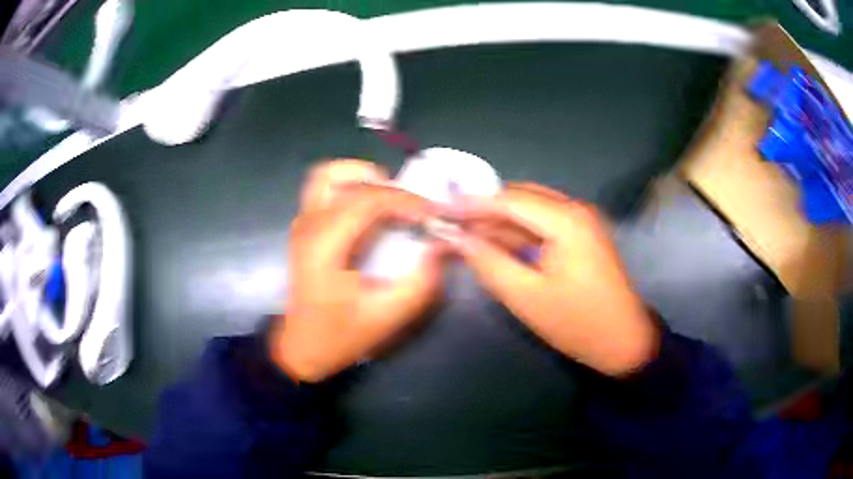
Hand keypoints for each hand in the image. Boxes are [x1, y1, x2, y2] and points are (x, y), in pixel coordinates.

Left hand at [270, 160, 444, 382]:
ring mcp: (302, 224)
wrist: (302, 348)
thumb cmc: (340, 335)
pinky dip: (351, 188)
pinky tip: (371, 211)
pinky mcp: (304, 229)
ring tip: (388, 200)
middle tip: (408, 204)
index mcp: (326, 245)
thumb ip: (421, 281)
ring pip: (327, 176)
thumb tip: (441, 246)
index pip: (367, 200)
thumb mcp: (388, 315)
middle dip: (383, 183)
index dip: (406, 200)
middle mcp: (309, 225)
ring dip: (361, 179)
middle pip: (340, 175)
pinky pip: (325, 190)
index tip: (432, 213)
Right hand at [452, 184, 657, 375]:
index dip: (471, 204)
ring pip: (531, 209)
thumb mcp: (526, 297)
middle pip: (520, 198)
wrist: (623, 342)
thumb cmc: (576, 323)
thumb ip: (488, 261)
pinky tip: (498, 245)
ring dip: (500, 222)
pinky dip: (519, 232)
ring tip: (467, 236)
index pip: (509, 199)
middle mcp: (575, 209)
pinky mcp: (582, 235)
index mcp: (566, 220)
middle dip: (484, 211)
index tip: (440, 212)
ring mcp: (582, 220)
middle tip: (451, 226)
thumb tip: (455, 237)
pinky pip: (543, 223)